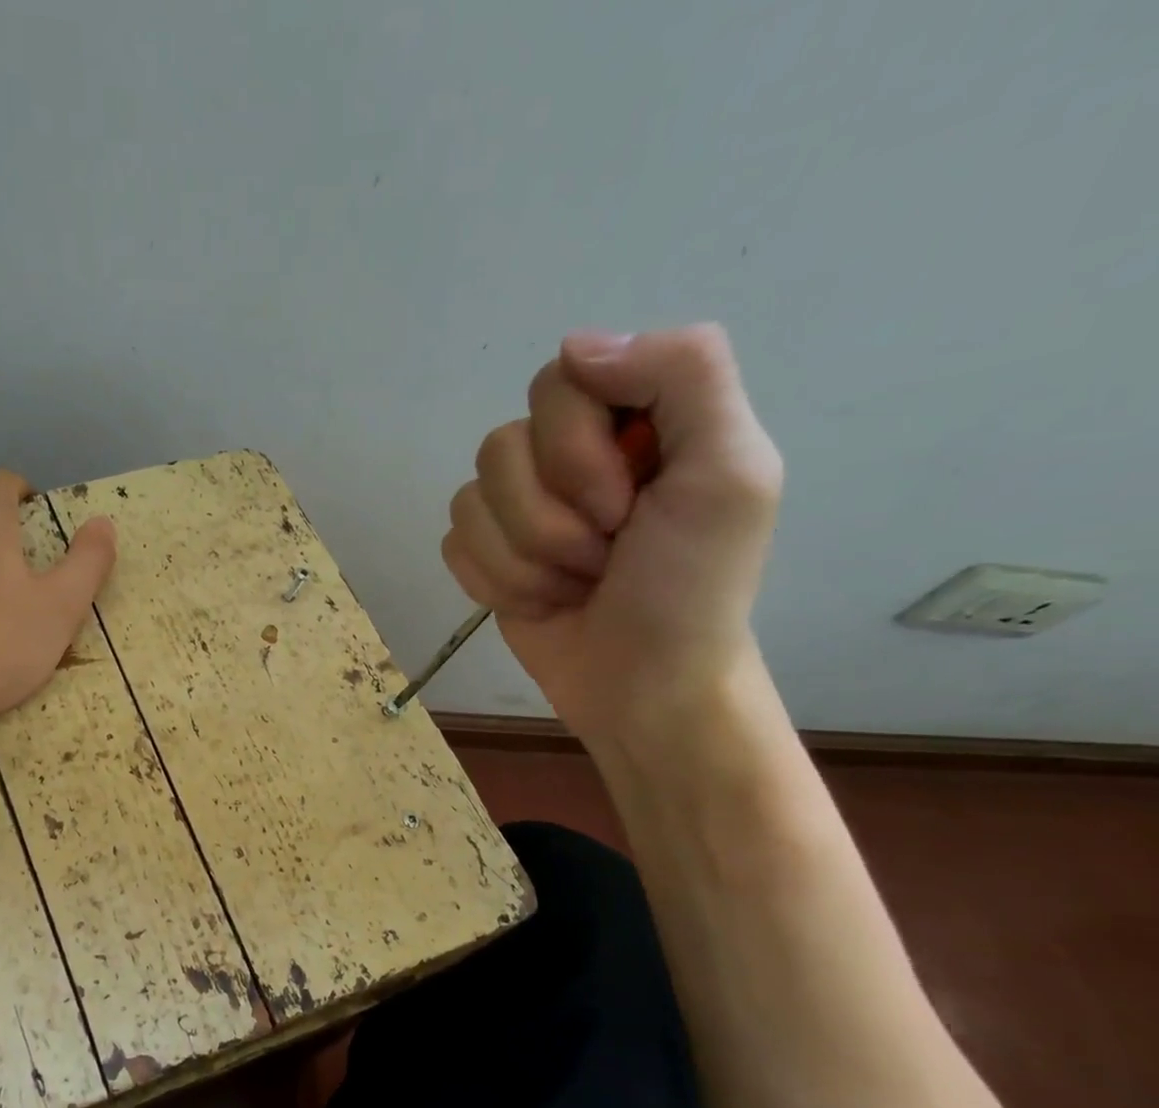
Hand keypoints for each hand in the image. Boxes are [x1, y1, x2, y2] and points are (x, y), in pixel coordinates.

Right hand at [442, 324, 783, 747]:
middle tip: (605, 554)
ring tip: (574, 585)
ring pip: (470, 499)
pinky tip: (539, 602)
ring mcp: (520, 506)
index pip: (558, 382)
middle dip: (551, 518)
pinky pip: (454, 544)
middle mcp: (568, 452)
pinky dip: (496, 582)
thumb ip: (683, 373)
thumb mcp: (729, 472)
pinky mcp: (487, 553)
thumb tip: (574, 346)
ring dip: (525, 560)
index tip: (627, 505)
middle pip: (502, 443)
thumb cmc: (693, 589)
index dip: (577, 451)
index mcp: (634, 417)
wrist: (645, 686)